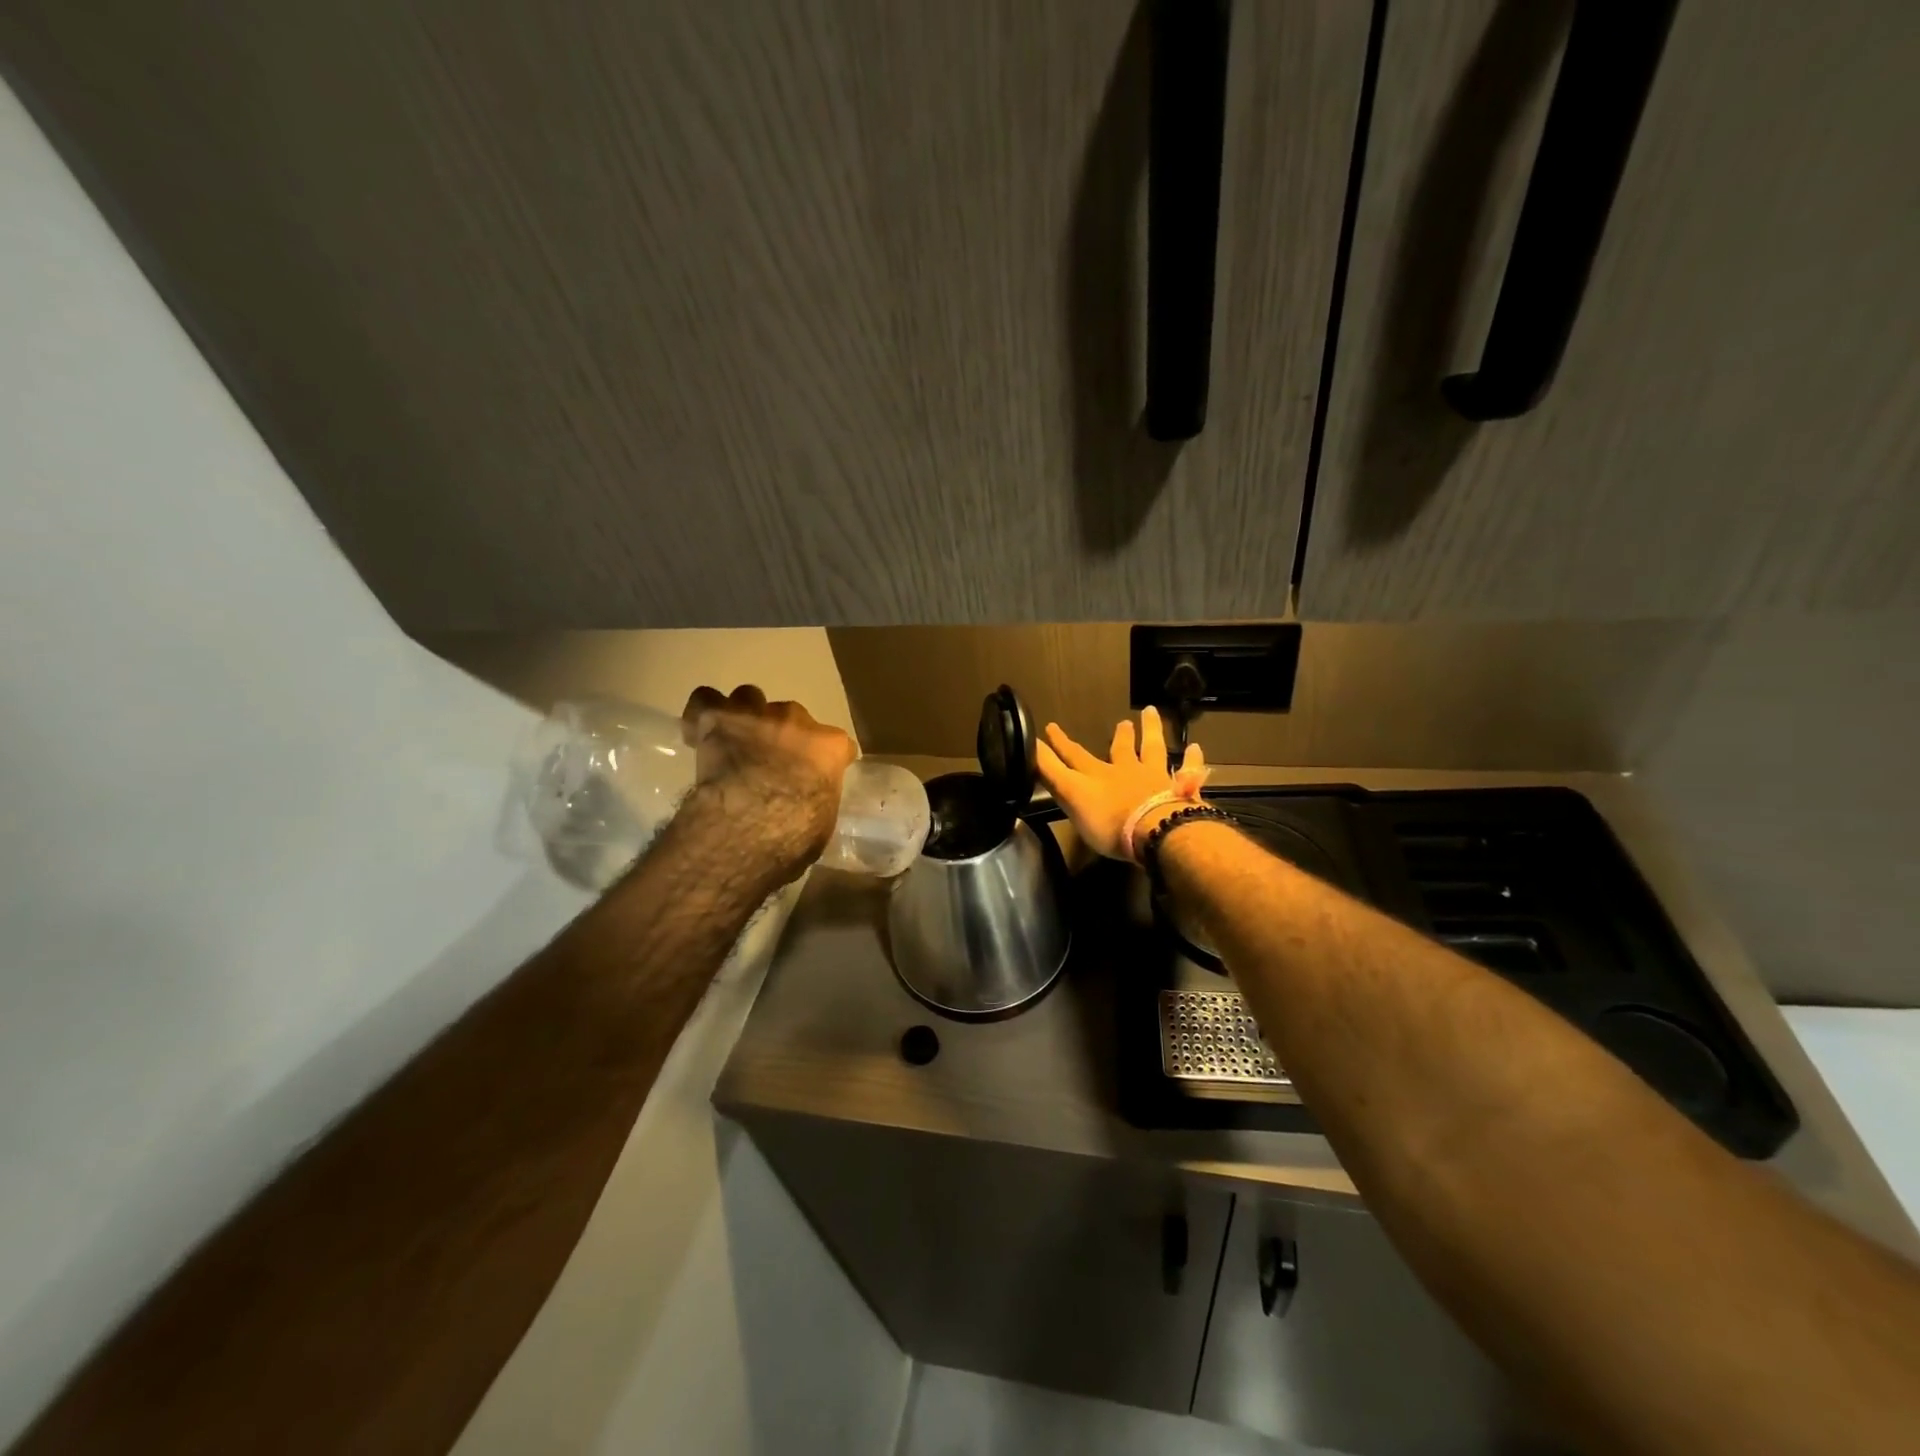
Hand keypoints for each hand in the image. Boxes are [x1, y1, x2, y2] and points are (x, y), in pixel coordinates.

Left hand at [681, 685, 856, 880]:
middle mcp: (796, 721)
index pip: (835, 744)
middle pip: (791, 717)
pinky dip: (704, 713)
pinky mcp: (716, 719)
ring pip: (749, 699)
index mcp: (829, 747)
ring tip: (735, 740)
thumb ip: (818, 797)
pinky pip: (706, 701)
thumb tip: (808, 800)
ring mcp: (756, 715)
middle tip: (768, 762)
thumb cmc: (795, 834)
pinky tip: (701, 730)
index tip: (814, 776)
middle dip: (782, 736)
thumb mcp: (822, 821)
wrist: (751, 825)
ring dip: (745, 717)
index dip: (822, 759)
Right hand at [1036, 706, 1203, 860]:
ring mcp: (1155, 779)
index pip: (1074, 756)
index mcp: (1098, 776)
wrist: (1156, 831)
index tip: (1051, 727)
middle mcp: (1127, 771)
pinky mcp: (1180, 790)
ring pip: (1153, 749)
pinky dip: (1191, 759)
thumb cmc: (1109, 821)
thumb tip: (1030, 745)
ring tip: (1151, 713)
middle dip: (1117, 736)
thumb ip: (1052, 772)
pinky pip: (1188, 770)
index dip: (1060, 743)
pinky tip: (1195, 748)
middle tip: (1122, 721)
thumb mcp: (1071, 796)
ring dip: (1151, 731)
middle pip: (1121, 749)